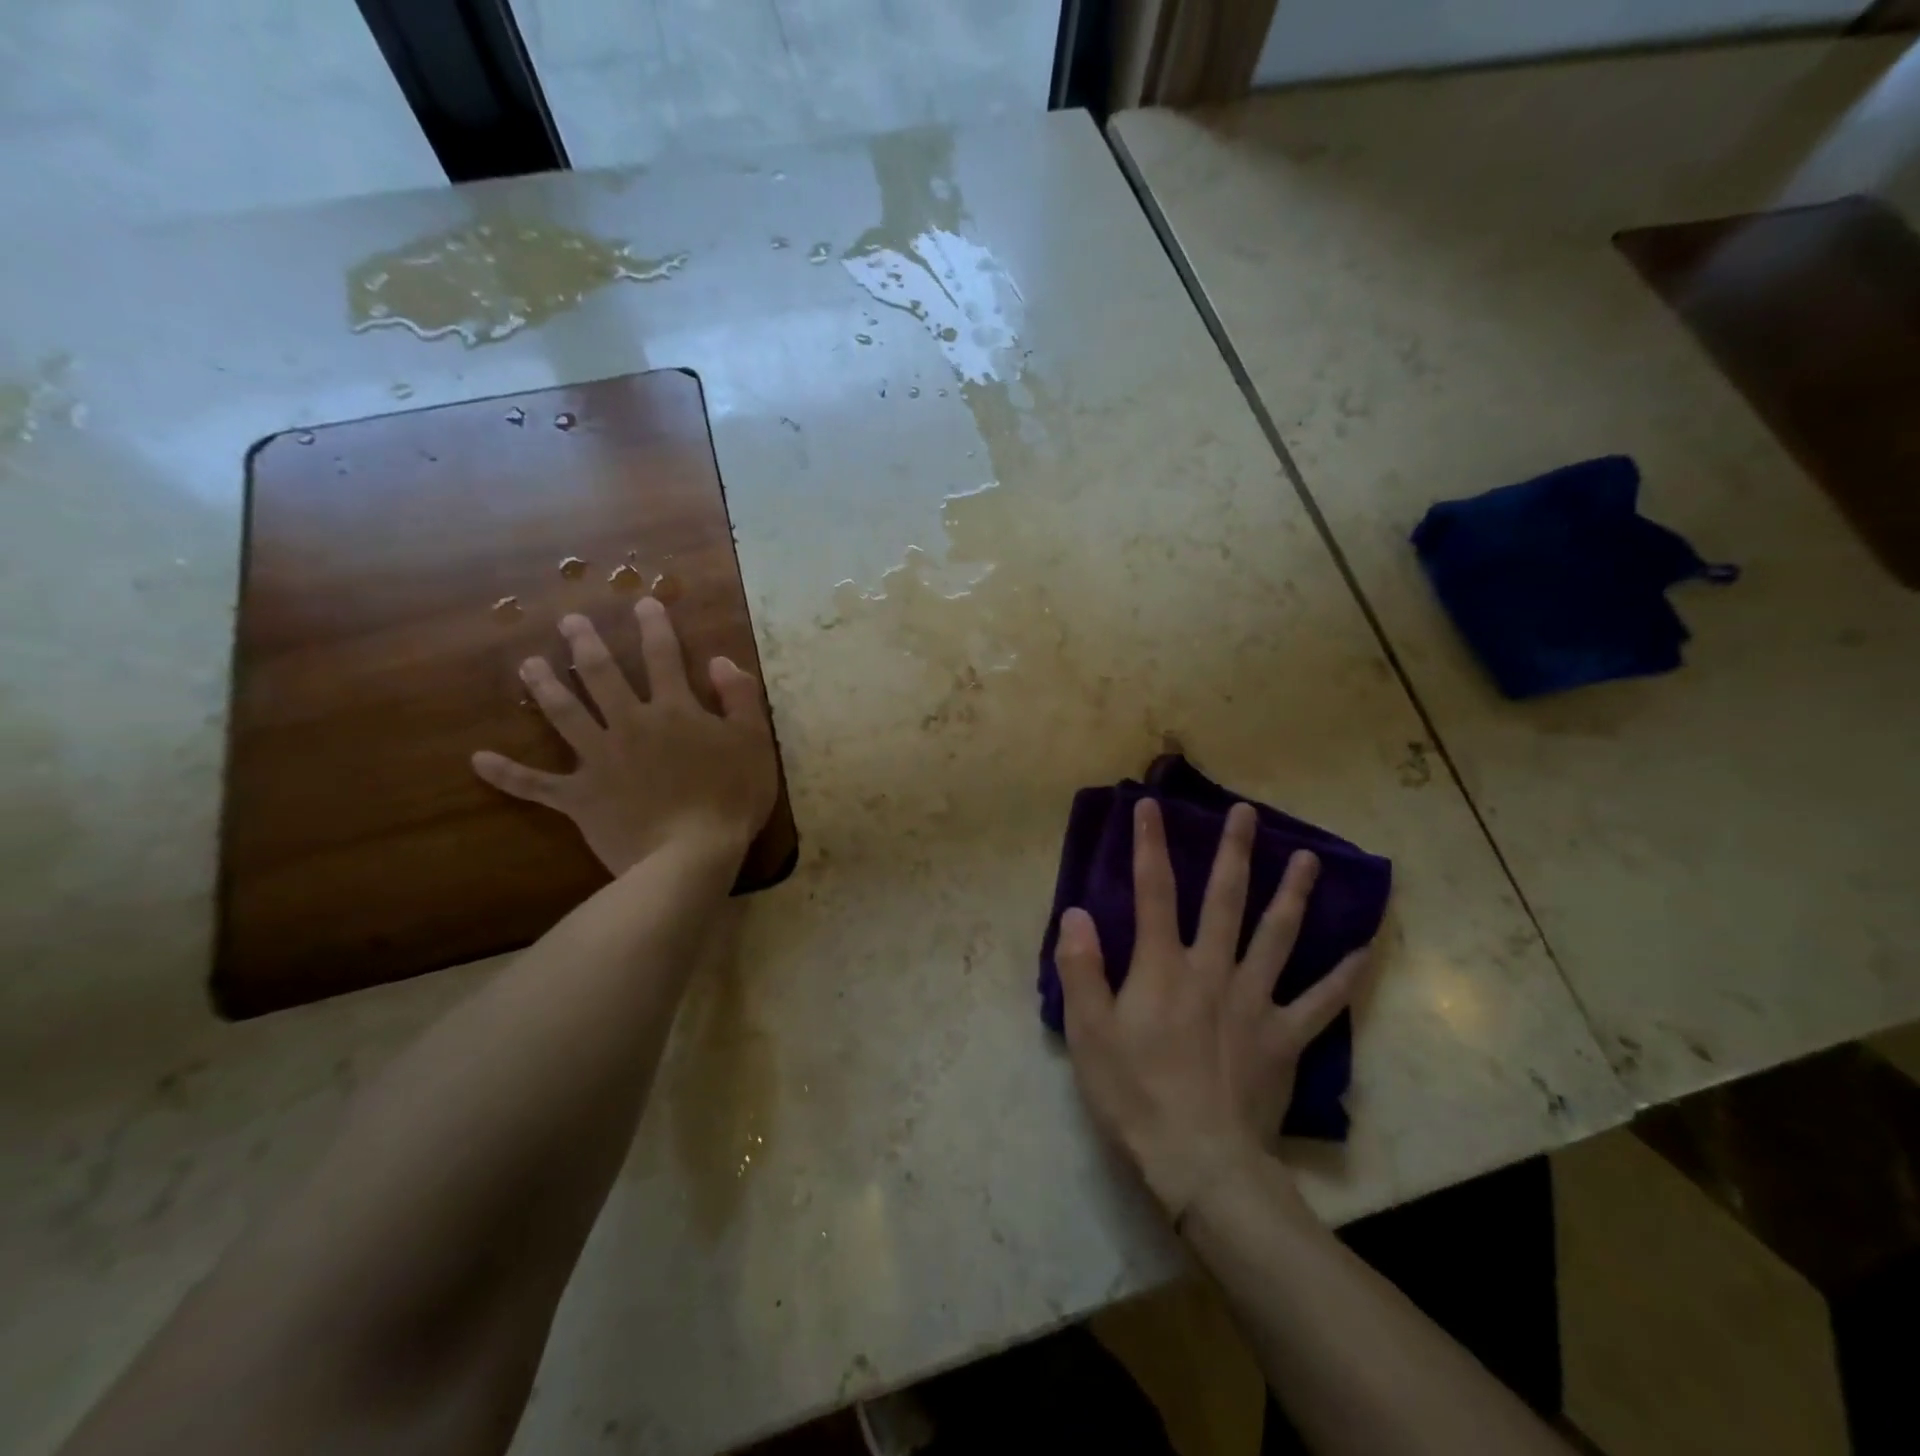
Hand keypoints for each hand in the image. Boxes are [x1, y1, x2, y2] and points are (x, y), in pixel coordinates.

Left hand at [472, 598, 777, 876]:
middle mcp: (630, 724)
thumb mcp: (754, 743)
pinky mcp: (580, 797)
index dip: (655, 627)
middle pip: (603, 676)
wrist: (691, 855)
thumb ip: (740, 698)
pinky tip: (478, 760)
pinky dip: (507, 774)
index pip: (663, 657)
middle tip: (568, 622)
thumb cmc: (731, 798)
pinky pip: (536, 784)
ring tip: (528, 664)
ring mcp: (599, 760)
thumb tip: (721, 662)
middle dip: (587, 645)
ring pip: (565, 715)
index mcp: (674, 710)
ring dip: (545, 687)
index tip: (644, 602)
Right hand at [1056, 798, 1371, 1224]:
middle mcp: (1212, 969)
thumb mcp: (1088, 1031)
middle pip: (1225, 899)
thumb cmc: (1134, 1092)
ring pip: (1278, 936)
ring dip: (1293, 894)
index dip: (1149, 844)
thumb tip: (1077, 912)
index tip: (1150, 804)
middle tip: (1248, 813)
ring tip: (1311, 859)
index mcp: (1162, 966)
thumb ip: (1081, 967)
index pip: (1152, 890)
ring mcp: (1255, 1001)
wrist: (1199, 1160)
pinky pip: (1321, 1002)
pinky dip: (1344, 975)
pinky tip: (1365, 950)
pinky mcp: (1285, 1038)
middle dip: (1234, 852)